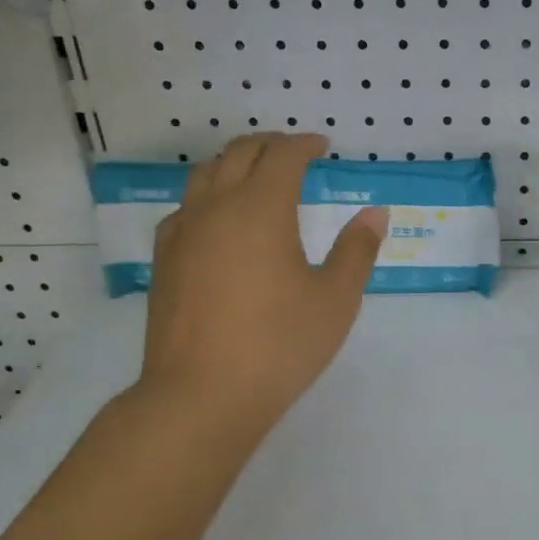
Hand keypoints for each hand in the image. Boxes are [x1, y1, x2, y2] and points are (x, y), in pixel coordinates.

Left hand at [130, 132, 385, 437]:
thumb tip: (374, 214)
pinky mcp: (164, 260)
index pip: (283, 155)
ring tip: (257, 176)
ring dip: (235, 163)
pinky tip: (219, 221)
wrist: (200, 395)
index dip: (304, 144)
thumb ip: (356, 251)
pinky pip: (185, 207)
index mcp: (262, 207)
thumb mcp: (335, 299)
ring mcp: (183, 232)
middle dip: (270, 145)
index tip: (323, 146)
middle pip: (239, 153)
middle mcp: (217, 207)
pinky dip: (208, 196)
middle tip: (294, 152)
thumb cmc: (279, 345)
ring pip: (205, 174)